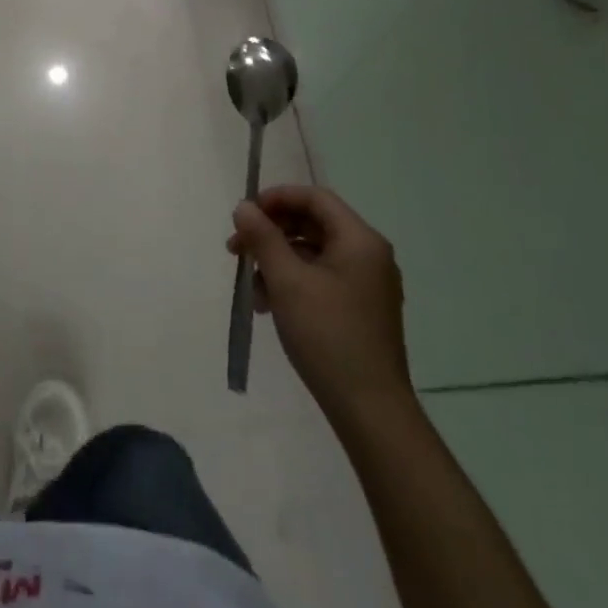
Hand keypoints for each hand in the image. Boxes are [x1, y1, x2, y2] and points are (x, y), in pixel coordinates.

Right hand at [227, 185, 411, 420]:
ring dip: (277, 260)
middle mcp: (369, 255)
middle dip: (271, 232)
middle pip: (313, 223)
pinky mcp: (361, 309)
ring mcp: (367, 284)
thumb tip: (244, 207)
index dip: (277, 198)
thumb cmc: (328, 335)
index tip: (244, 214)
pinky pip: (322, 278)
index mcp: (360, 240)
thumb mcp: (286, 281)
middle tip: (237, 249)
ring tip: (251, 286)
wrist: (370, 409)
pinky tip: (269, 304)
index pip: (315, 197)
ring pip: (313, 252)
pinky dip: (293, 281)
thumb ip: (263, 237)